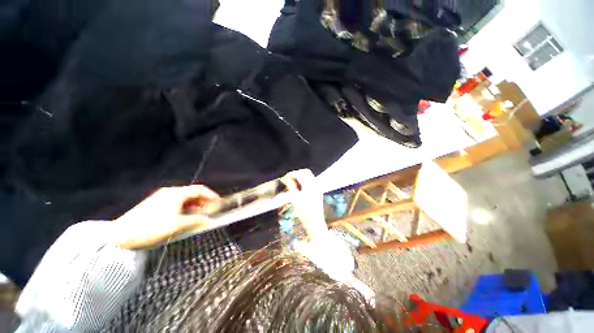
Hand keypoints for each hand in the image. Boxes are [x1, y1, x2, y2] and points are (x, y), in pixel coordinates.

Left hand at [114, 185, 220, 249]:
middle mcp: (170, 192)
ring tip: (200, 216)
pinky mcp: (155, 204)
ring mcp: (161, 198)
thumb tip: (209, 220)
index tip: (219, 203)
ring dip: (195, 206)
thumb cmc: (152, 227)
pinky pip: (176, 203)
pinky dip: (185, 209)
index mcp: (176, 193)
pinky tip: (186, 217)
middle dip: (204, 202)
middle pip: (192, 194)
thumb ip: (196, 221)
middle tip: (211, 211)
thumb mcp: (177, 225)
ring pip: (184, 199)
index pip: (200, 190)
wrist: (121, 236)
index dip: (212, 195)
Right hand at [281, 169, 327, 239]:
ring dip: (301, 177)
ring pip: (309, 176)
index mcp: (310, 185)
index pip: (299, 174)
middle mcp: (315, 184)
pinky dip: (304, 181)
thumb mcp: (294, 198)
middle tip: (289, 178)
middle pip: (306, 172)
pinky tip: (299, 188)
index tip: (284, 178)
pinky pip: (311, 181)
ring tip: (292, 183)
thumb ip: (290, 186)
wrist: (315, 223)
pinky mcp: (318, 192)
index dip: (291, 174)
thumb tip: (285, 179)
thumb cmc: (303, 211)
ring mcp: (318, 188)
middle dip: (297, 173)